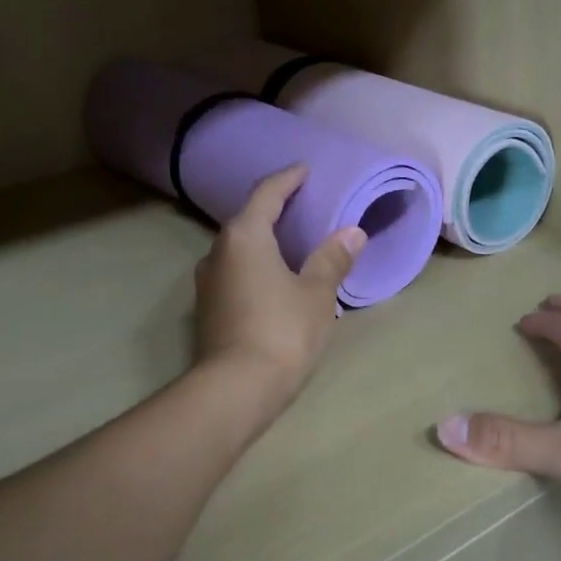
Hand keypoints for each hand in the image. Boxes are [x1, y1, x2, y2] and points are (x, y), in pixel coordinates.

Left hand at [195, 165, 366, 403]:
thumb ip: (332, 259)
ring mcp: (207, 282)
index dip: (288, 179)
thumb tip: (352, 233)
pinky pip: (235, 272)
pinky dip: (255, 265)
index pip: (267, 194)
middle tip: (304, 206)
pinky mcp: (208, 309)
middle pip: (248, 219)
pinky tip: (274, 278)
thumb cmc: (282, 331)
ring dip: (263, 241)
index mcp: (245, 237)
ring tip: (291, 242)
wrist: (236, 389)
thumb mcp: (316, 294)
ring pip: (239, 249)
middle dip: (274, 210)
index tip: (305, 171)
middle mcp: (218, 252)